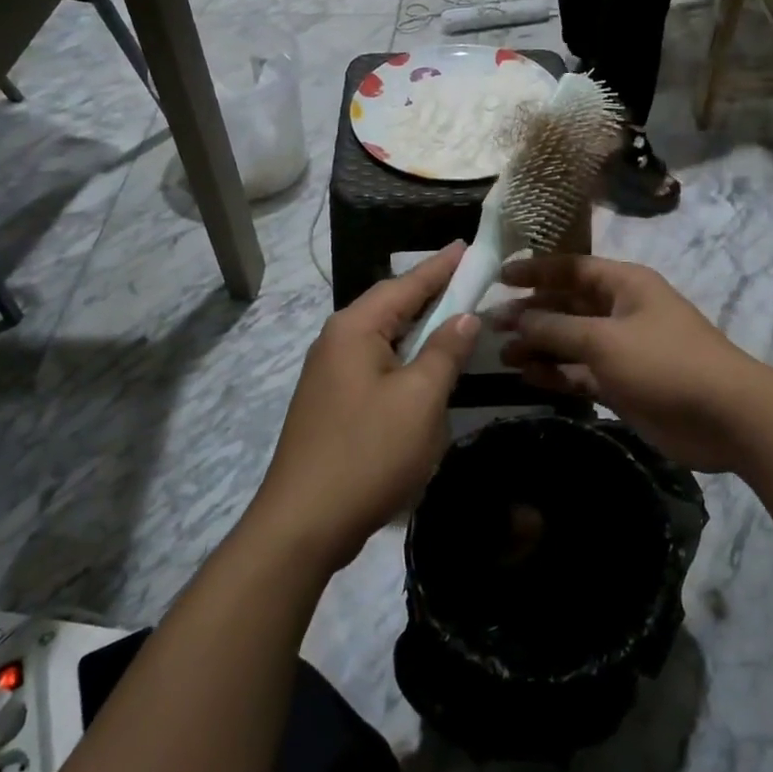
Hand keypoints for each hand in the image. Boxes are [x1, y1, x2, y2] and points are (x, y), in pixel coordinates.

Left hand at [250, 246, 479, 570]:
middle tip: (470, 281)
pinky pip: (376, 365)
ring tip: (454, 319)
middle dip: (431, 294)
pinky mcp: (332, 402)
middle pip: (392, 306)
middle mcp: (337, 340)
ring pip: (384, 337)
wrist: (303, 525)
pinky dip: (405, 358)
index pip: (406, 284)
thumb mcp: (420, 399)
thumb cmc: (368, 454)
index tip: (468, 246)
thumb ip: (445, 351)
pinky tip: (424, 370)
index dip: (441, 266)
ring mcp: (330, 373)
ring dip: (420, 329)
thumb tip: (464, 316)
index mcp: (355, 329)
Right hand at [494, 255, 770, 472]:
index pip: (571, 268)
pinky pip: (581, 372)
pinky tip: (528, 376)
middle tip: (491, 325)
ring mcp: (622, 349)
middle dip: (531, 313)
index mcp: (624, 284)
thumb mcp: (605, 340)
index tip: (498, 277)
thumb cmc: (665, 363)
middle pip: (567, 305)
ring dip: (539, 345)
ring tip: (503, 354)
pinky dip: (557, 373)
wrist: (726, 417)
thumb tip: (517, 316)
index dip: (535, 271)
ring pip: (571, 340)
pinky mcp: (623, 383)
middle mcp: (621, 310)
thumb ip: (557, 328)